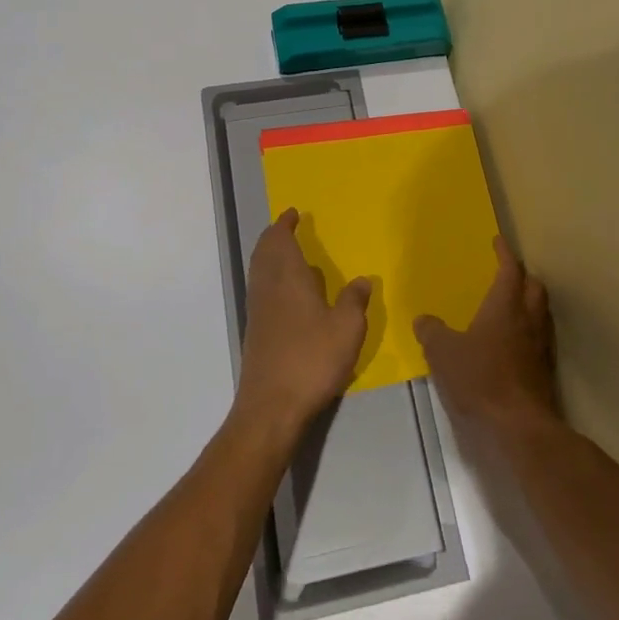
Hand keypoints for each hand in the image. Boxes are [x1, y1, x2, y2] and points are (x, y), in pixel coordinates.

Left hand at [235, 210, 371, 438]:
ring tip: (289, 254)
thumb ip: (354, 300)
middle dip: (274, 237)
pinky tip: (290, 293)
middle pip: (264, 252)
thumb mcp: (347, 328)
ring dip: (270, 256)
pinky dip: (271, 278)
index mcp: (288, 278)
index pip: (280, 240)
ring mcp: (258, 311)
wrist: (271, 406)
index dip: (285, 225)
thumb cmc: (312, 359)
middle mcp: (268, 288)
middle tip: (287, 228)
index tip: (292, 213)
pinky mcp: (256, 332)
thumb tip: (362, 279)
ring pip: (259, 271)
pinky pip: (261, 290)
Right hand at [414, 237, 560, 436]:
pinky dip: (528, 333)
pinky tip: (512, 345)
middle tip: (507, 275)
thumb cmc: (479, 378)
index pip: (510, 269)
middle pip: (534, 287)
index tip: (498, 241)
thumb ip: (432, 332)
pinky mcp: (545, 372)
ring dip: (529, 304)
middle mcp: (529, 320)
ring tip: (511, 307)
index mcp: (505, 306)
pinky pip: (540, 340)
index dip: (504, 253)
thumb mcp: (442, 353)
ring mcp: (541, 347)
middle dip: (522, 277)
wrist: (518, 426)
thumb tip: (424, 320)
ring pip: (541, 313)